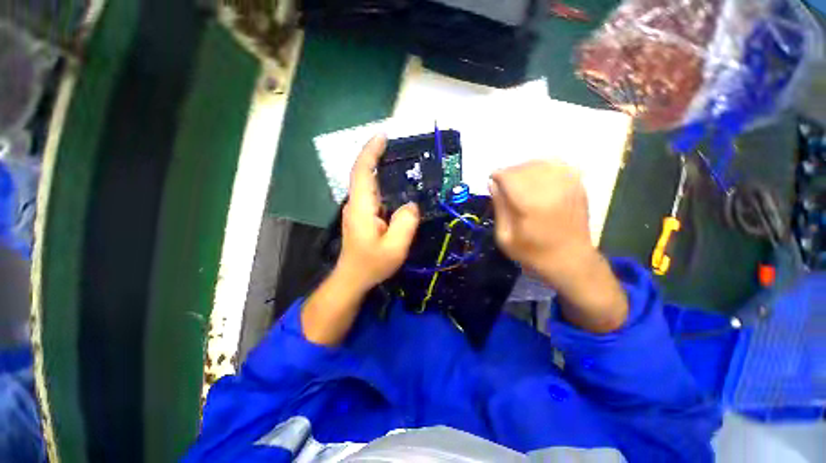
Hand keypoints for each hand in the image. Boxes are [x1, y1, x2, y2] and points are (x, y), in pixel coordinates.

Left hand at [302, 135, 418, 345]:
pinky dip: (382, 184)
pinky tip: (397, 187)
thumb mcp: (394, 247)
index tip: (383, 136)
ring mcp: (357, 210)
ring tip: (400, 162)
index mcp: (362, 207)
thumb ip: (405, 223)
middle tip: (397, 146)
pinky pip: (372, 194)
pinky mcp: (362, 216)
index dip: (370, 151)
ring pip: (367, 183)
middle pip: (363, 173)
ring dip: (380, 169)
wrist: (352, 278)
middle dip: (376, 155)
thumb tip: (411, 204)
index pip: (362, 171)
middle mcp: (356, 203)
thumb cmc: (371, 264)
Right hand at [489, 160, 591, 284]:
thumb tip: (492, 183)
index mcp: (529, 204)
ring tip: (520, 182)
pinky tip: (539, 178)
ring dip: (525, 169)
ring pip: (540, 163)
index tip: (492, 183)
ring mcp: (567, 186)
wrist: (571, 261)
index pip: (508, 175)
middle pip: (523, 167)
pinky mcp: (578, 186)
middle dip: (509, 173)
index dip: (497, 175)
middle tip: (504, 186)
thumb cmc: (533, 253)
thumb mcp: (505, 237)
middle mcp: (549, 189)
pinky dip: (545, 167)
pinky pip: (559, 165)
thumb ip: (499, 207)